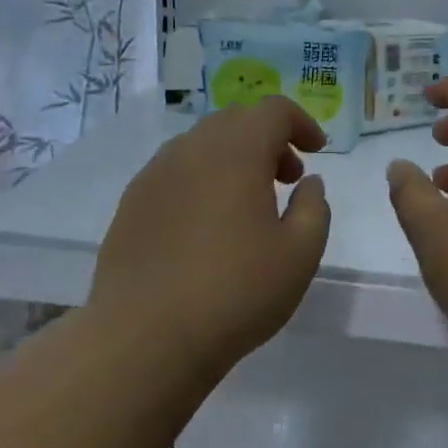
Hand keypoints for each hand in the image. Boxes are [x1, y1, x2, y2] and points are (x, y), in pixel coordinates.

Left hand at [90, 96, 331, 371]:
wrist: (145, 337)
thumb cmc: (235, 292)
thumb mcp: (299, 254)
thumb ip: (313, 208)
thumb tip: (308, 183)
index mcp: (236, 151)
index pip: (274, 110)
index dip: (301, 123)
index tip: (316, 152)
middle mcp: (192, 149)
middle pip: (236, 121)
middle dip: (268, 139)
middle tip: (286, 178)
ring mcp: (155, 174)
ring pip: (202, 144)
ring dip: (233, 157)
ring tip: (247, 203)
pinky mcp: (131, 202)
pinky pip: (175, 171)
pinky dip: (201, 178)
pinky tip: (205, 224)